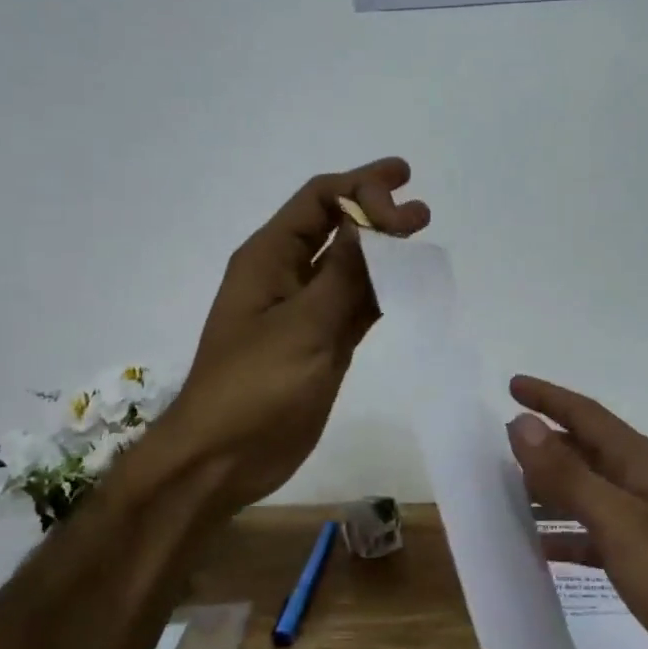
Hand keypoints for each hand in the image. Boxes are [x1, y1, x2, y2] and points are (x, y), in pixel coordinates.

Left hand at [155, 159, 428, 514]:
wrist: (224, 459)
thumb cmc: (253, 387)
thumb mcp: (301, 326)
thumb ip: (343, 274)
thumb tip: (373, 220)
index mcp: (269, 258)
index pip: (318, 200)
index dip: (362, 189)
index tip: (405, 206)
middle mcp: (287, 275)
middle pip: (336, 225)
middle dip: (376, 209)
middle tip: (421, 210)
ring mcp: (306, 311)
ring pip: (351, 266)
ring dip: (386, 252)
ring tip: (423, 240)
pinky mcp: (322, 343)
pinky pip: (358, 305)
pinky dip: (384, 292)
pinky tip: (412, 287)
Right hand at [505, 375, 647, 648]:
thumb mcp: (618, 521)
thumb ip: (567, 474)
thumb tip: (521, 424)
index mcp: (640, 462)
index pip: (587, 415)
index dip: (549, 398)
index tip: (512, 385)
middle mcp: (642, 483)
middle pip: (587, 449)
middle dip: (548, 439)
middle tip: (502, 437)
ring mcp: (644, 522)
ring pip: (587, 490)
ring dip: (552, 484)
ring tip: (510, 484)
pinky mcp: (642, 560)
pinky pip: (593, 534)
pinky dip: (565, 534)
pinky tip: (538, 547)